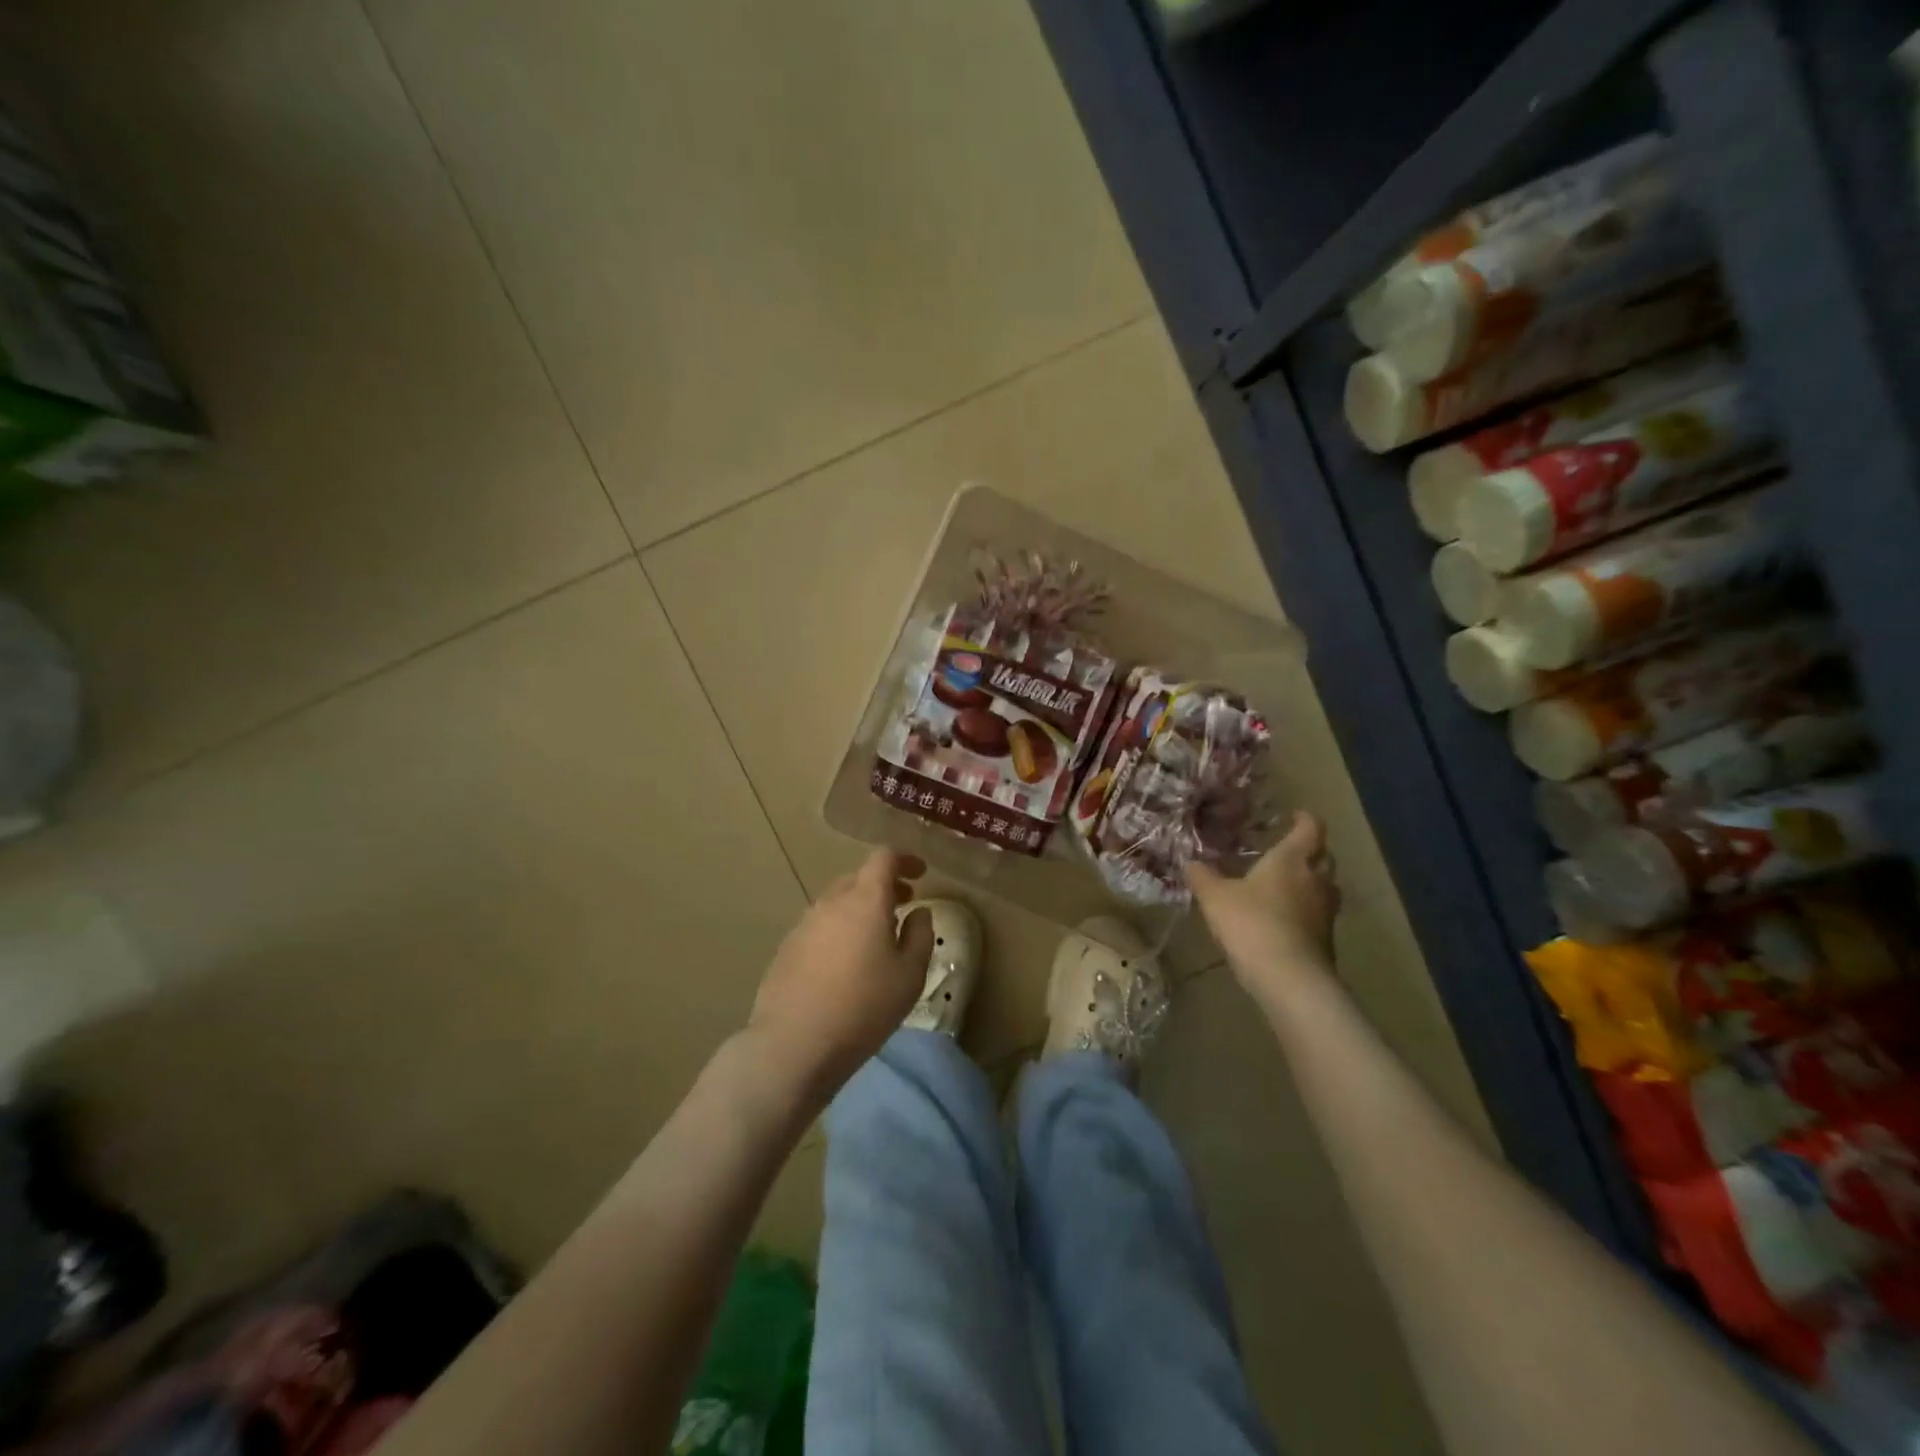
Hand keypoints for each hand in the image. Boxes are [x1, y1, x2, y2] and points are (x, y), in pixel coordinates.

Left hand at [745, 849, 934, 1102]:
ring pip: (838, 902)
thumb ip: (920, 935)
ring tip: (877, 938)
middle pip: (859, 878)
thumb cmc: (864, 1007)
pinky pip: (820, 926)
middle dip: (884, 886)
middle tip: (904, 905)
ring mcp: (804, 924)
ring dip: (860, 909)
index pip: (884, 857)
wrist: (793, 1044)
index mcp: (865, 899)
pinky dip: (839, 930)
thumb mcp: (910, 975)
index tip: (921, 874)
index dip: (905, 859)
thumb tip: (918, 912)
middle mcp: (831, 902)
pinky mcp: (787, 948)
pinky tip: (845, 963)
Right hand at [1187, 812, 1340, 1005]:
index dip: (1303, 819)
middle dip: (1309, 851)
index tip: (1293, 816)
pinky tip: (1283, 919)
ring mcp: (1326, 911)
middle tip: (1286, 852)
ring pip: (1325, 886)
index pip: (1310, 828)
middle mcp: (1315, 879)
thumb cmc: (1252, 924)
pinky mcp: (1326, 939)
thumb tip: (1191, 862)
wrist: (1290, 979)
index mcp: (1292, 859)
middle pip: (1324, 856)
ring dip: (1310, 882)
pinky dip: (1306, 911)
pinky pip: (1319, 914)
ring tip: (1285, 886)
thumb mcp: (1215, 897)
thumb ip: (1202, 876)